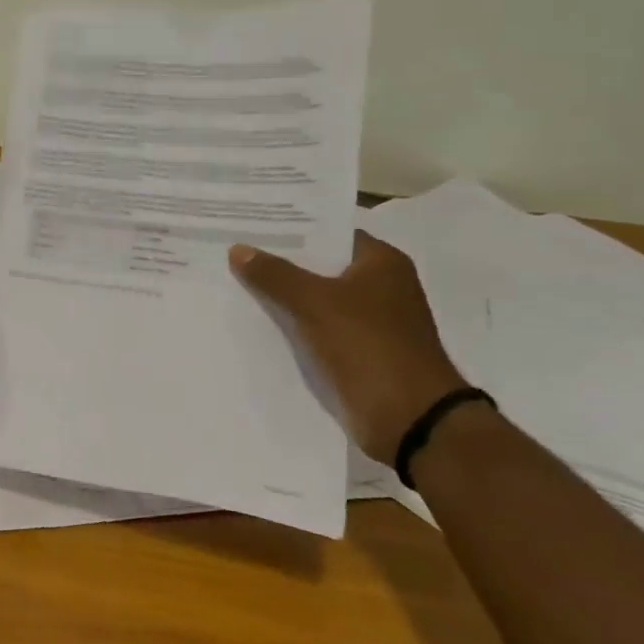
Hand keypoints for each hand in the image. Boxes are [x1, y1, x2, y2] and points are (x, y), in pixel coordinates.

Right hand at [230, 232, 468, 464]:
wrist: (409, 419)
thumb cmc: (369, 346)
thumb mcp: (315, 303)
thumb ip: (275, 275)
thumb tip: (238, 249)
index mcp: (382, 263)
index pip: (330, 233)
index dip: (292, 229)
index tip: (252, 225)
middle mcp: (380, 287)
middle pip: (320, 267)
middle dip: (280, 263)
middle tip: (234, 251)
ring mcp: (370, 322)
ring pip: (316, 300)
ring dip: (283, 297)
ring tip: (235, 283)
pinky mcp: (359, 353)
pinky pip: (317, 330)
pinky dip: (293, 326)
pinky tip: (257, 322)